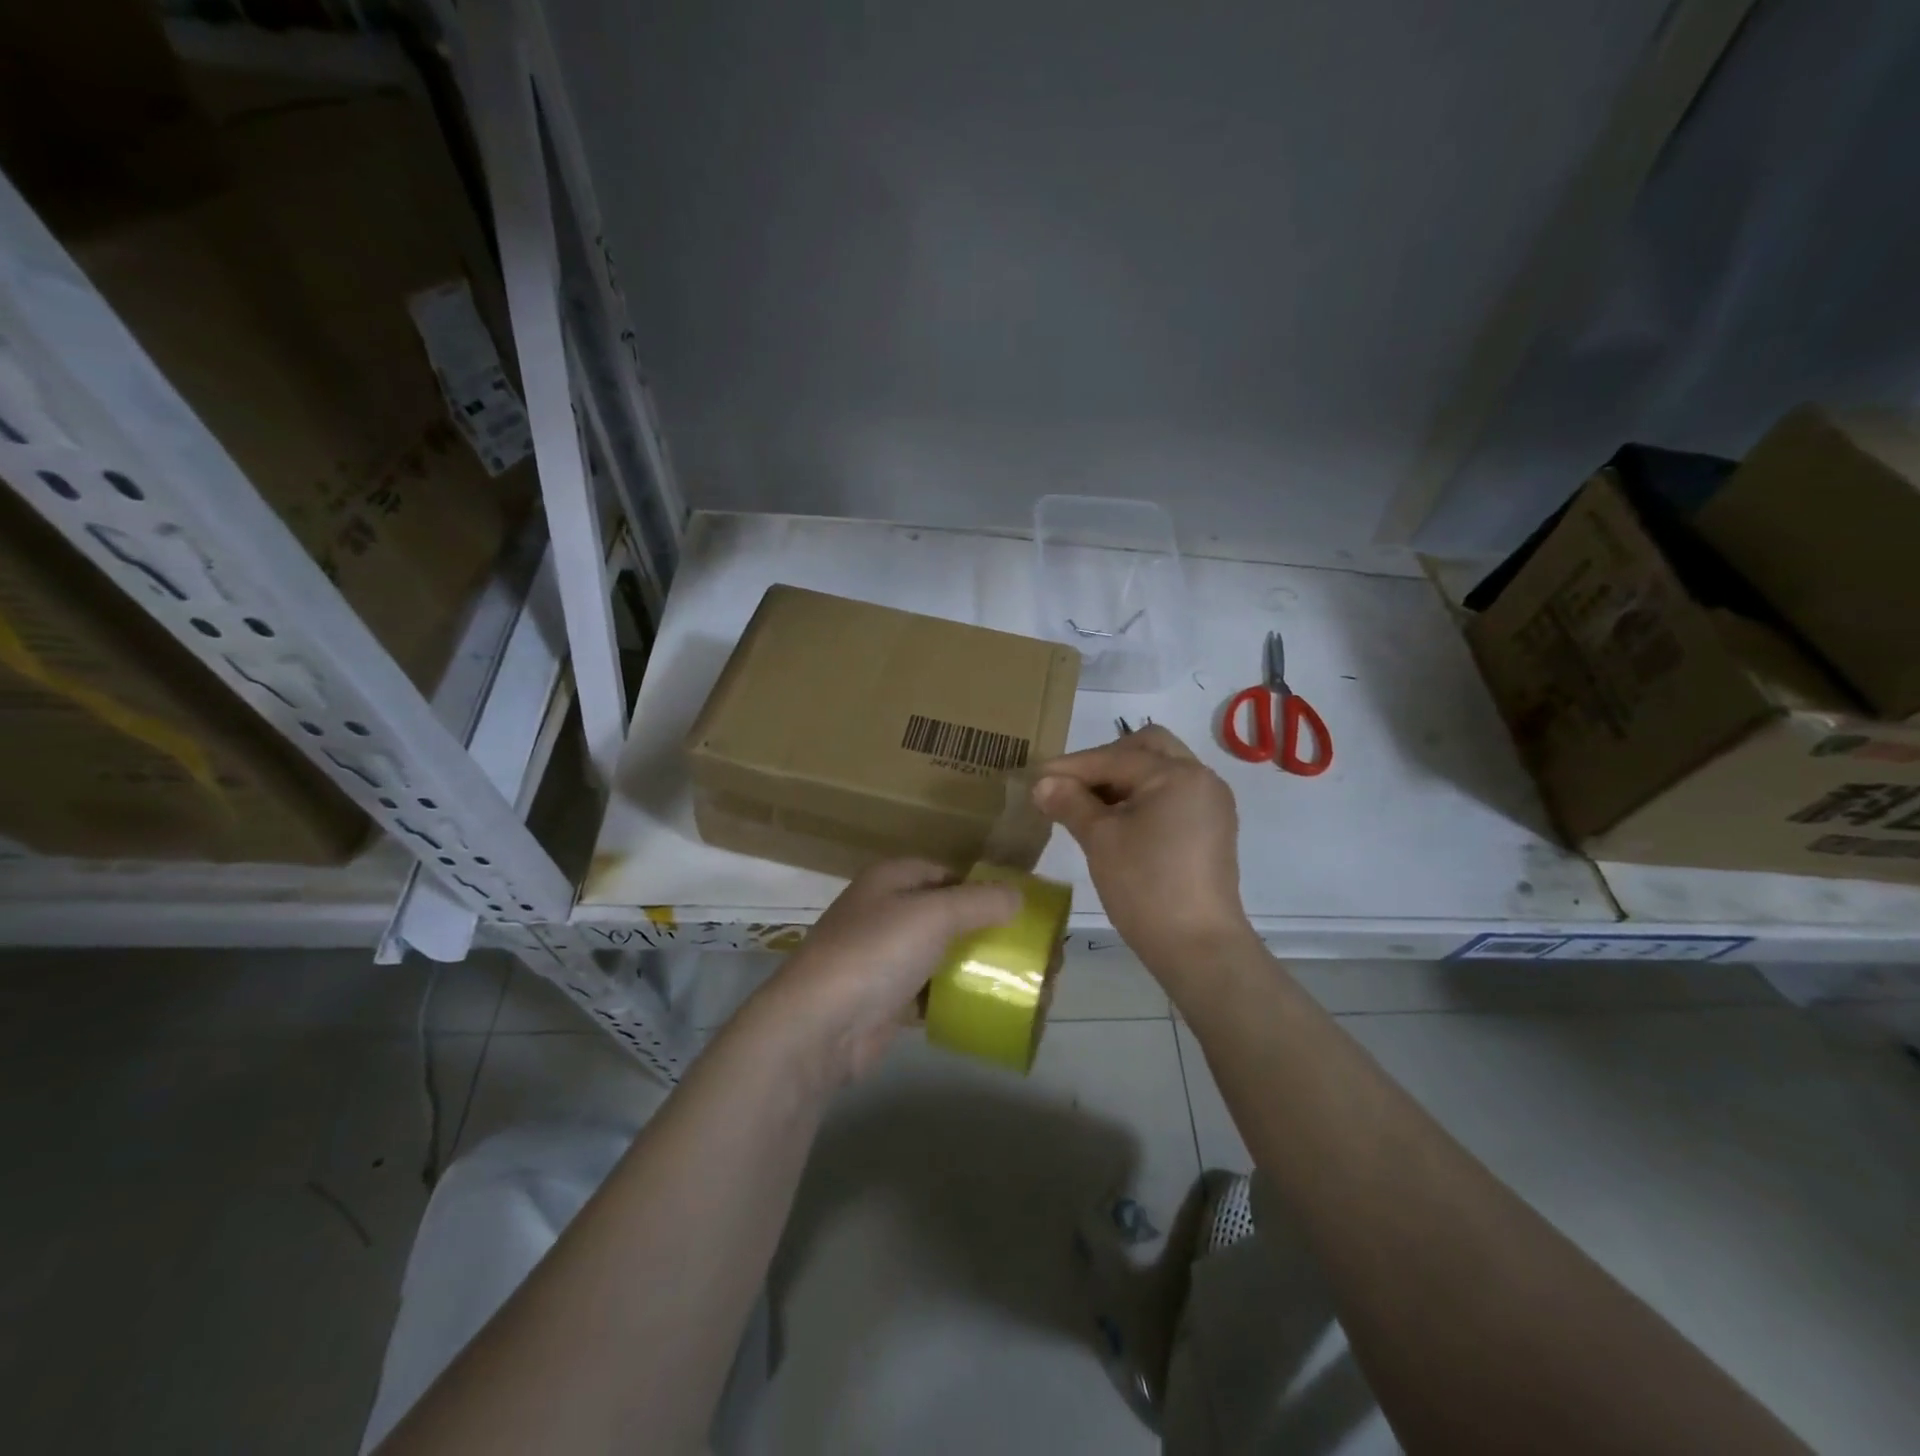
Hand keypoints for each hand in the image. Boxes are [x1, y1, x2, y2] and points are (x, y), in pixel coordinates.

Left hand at [742, 859, 1020, 1087]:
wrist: (818, 1026)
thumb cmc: (875, 953)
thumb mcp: (933, 914)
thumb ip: (979, 901)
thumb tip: (1018, 895)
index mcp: (892, 879)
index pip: (947, 873)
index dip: (985, 887)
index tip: (1024, 910)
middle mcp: (886, 912)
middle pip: (949, 915)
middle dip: (991, 932)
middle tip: (1034, 954)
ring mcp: (884, 958)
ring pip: (944, 955)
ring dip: (980, 967)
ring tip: (1026, 985)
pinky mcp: (887, 1000)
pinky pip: (933, 992)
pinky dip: (959, 997)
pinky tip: (993, 1008)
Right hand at [1032, 724, 1253, 974]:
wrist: (1198, 947)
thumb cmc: (1145, 886)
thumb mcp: (1100, 839)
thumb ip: (1070, 803)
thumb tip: (1042, 783)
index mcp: (1177, 775)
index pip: (1115, 757)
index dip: (1071, 767)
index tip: (1036, 777)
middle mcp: (1201, 779)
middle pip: (1147, 748)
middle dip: (1105, 760)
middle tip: (1071, 784)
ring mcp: (1211, 804)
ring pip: (1160, 771)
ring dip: (1123, 779)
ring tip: (1087, 805)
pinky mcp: (1211, 829)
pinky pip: (1172, 795)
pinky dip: (1142, 797)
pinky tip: (1115, 821)